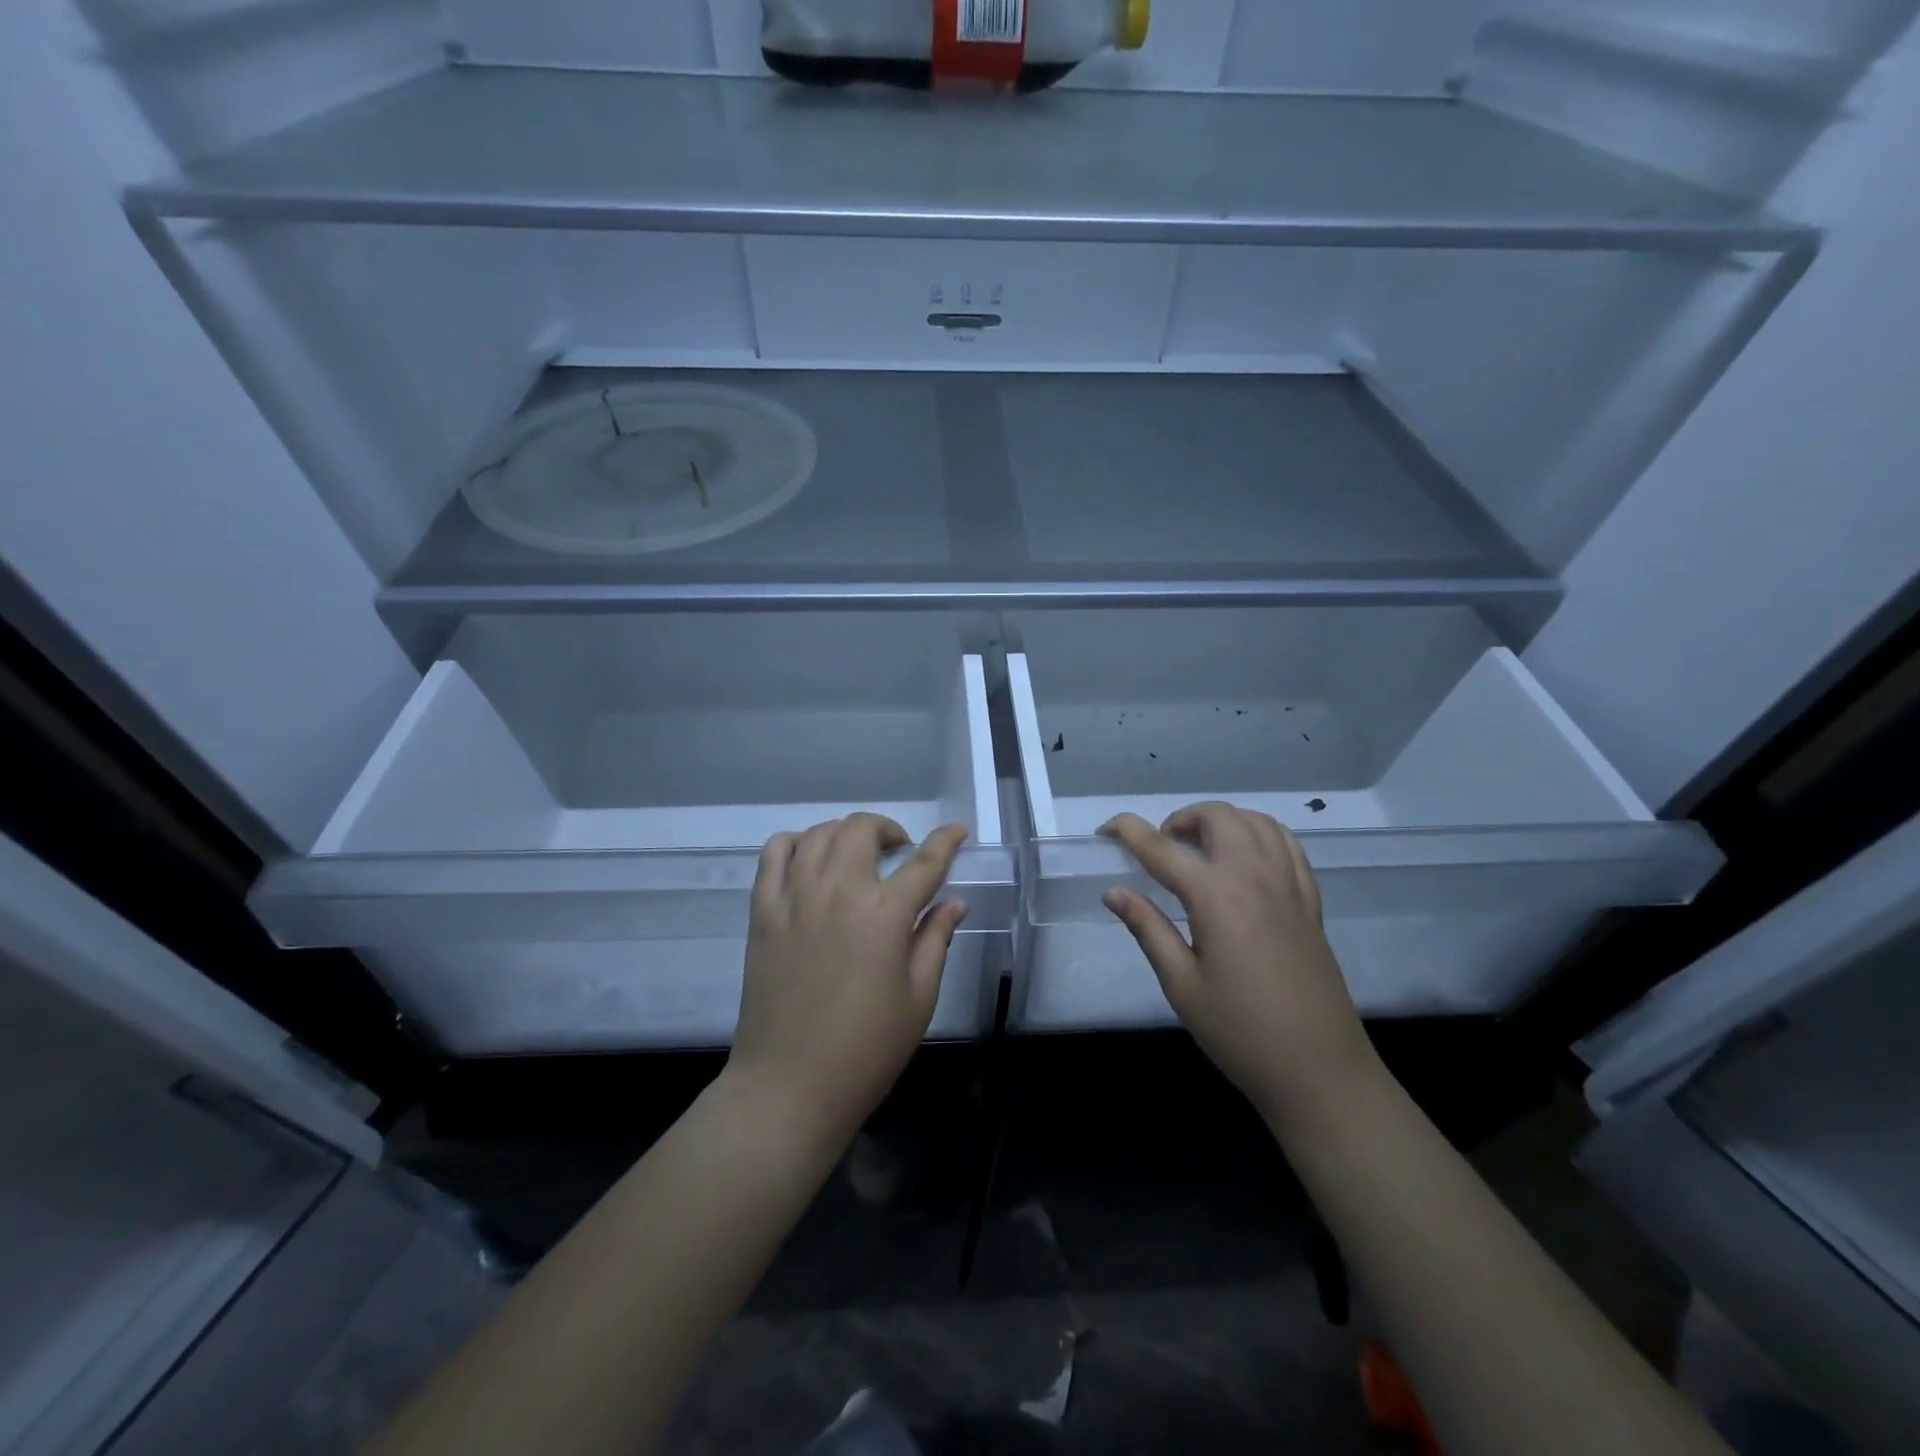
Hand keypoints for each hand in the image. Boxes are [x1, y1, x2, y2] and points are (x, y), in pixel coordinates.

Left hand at [729, 814, 969, 1144]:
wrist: (789, 1085)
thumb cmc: (866, 1049)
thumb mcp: (919, 998)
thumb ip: (935, 940)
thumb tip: (953, 903)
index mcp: (885, 913)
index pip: (925, 861)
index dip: (946, 841)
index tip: (957, 831)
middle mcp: (839, 890)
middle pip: (862, 829)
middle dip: (888, 829)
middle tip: (899, 851)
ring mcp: (795, 897)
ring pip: (819, 834)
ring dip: (845, 833)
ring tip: (857, 855)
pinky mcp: (762, 912)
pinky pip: (774, 855)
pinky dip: (795, 843)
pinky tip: (808, 860)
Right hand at [1101, 802, 1377, 1123]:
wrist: (1319, 1071)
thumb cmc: (1239, 1032)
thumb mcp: (1181, 984)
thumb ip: (1148, 928)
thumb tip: (1114, 892)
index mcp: (1216, 895)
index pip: (1161, 847)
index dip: (1128, 831)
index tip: (1105, 831)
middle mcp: (1255, 875)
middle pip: (1217, 816)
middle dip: (1180, 819)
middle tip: (1160, 850)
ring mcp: (1289, 885)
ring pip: (1255, 821)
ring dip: (1221, 821)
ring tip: (1200, 849)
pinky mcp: (1310, 901)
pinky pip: (1287, 844)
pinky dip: (1259, 834)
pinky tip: (1245, 859)